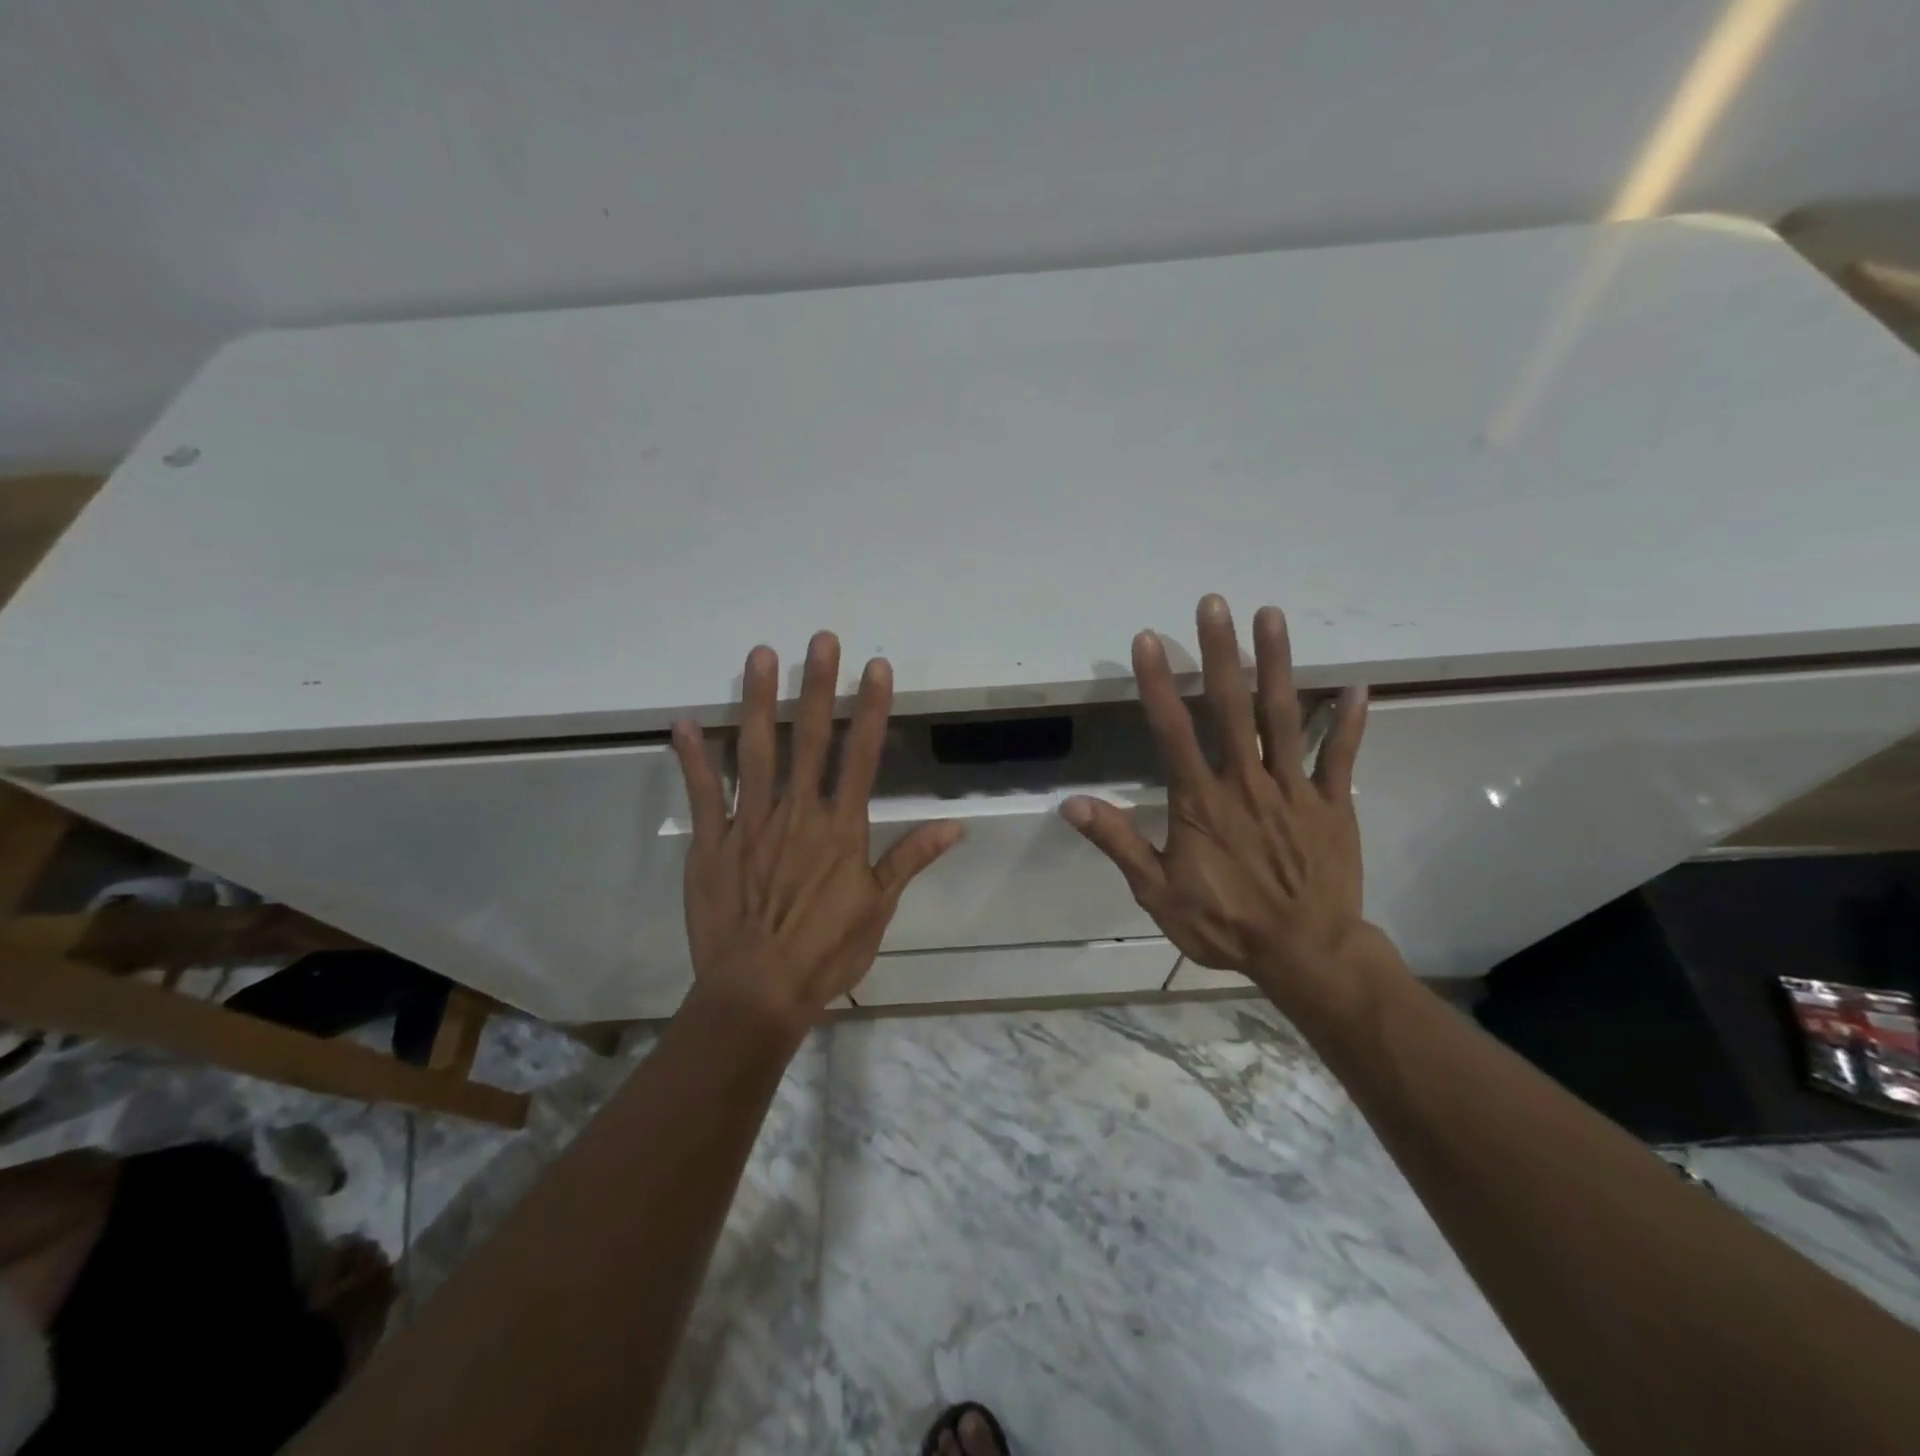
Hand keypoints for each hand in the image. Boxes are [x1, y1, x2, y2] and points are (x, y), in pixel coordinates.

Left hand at [671, 632, 961, 1031]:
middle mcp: (797, 813)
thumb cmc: (825, 952)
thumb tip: (955, 826)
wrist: (758, 992)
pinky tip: (684, 722)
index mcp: (841, 828)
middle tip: (820, 639)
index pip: (861, 756)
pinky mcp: (711, 843)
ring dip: (759, 702)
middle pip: (809, 739)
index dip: (871, 709)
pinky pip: (703, 794)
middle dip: (817, 686)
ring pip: (755, 752)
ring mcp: (750, 824)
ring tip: (761, 656)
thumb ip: (910, 859)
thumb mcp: (879, 909)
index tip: (875, 667)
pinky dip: (693, 758)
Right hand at [1061, 594, 1381, 1012]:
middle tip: (1214, 603)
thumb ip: (1120, 842)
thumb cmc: (1224, 924)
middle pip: (1231, 707)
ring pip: (1285, 716)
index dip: (1158, 683)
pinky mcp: (1334, 804)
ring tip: (1272, 615)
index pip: (1172, 731)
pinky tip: (1358, 685)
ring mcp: (1295, 789)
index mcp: (1201, 801)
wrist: (1305, 955)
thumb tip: (1071, 805)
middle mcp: (1246, 781)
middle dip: (1221, 652)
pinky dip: (1350, 721)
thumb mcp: (1157, 892)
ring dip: (1278, 664)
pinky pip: (1342, 756)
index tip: (1149, 640)